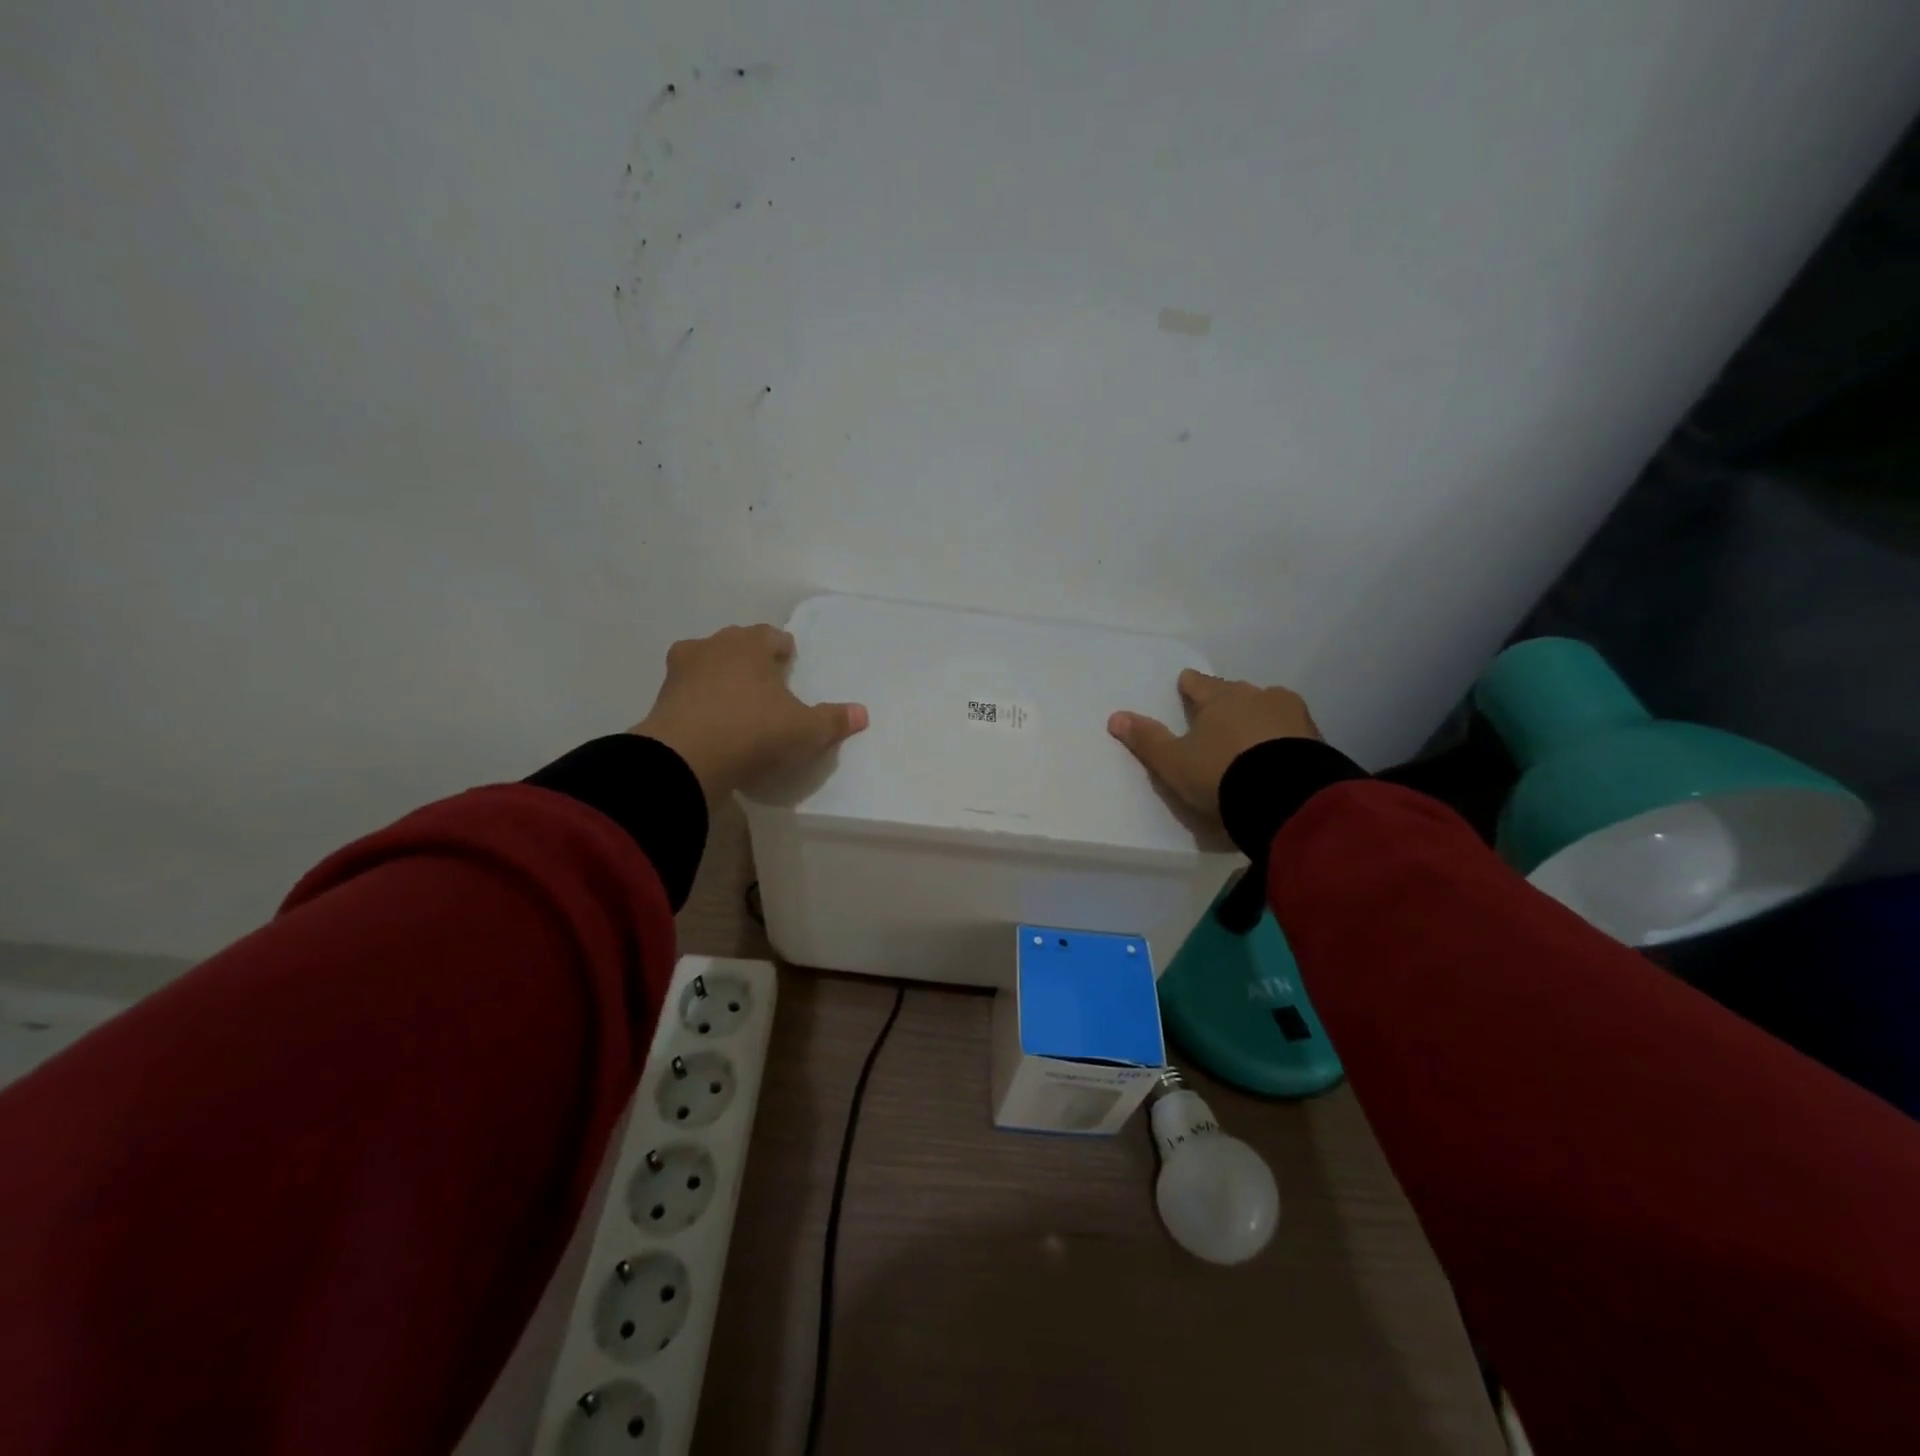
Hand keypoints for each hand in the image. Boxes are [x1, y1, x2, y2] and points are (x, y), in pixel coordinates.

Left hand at [632, 624, 867, 800]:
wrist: (685, 759)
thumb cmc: (753, 731)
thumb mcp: (804, 731)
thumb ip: (832, 720)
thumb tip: (862, 713)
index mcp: (750, 645)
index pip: (771, 636)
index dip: (783, 650)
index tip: (789, 665)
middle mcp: (714, 646)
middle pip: (737, 644)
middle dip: (751, 659)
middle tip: (766, 685)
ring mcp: (681, 670)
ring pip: (707, 663)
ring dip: (720, 677)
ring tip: (735, 703)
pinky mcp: (661, 698)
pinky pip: (686, 691)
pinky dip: (698, 701)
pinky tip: (710, 722)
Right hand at [1108, 669, 1319, 819]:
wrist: (1286, 795)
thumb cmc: (1221, 773)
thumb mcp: (1174, 762)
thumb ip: (1147, 740)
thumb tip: (1115, 716)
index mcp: (1219, 698)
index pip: (1199, 684)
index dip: (1190, 685)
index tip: (1185, 684)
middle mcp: (1256, 696)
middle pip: (1236, 692)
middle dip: (1226, 700)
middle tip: (1218, 714)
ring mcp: (1290, 714)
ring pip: (1268, 707)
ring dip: (1258, 716)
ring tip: (1252, 735)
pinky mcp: (1315, 737)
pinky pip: (1291, 730)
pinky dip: (1282, 737)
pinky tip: (1278, 752)